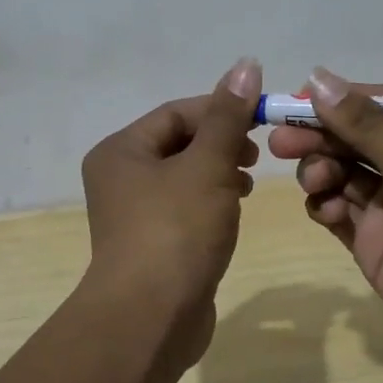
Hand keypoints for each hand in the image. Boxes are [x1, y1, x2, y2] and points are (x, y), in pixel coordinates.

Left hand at [80, 58, 263, 368]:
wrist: (150, 318)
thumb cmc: (177, 231)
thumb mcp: (208, 166)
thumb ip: (228, 117)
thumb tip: (246, 64)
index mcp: (121, 151)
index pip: (176, 113)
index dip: (221, 110)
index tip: (263, 119)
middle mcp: (119, 177)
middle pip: (178, 143)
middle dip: (221, 144)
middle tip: (256, 156)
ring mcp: (133, 214)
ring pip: (183, 177)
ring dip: (218, 173)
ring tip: (248, 184)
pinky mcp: (151, 244)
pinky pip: (184, 208)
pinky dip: (210, 202)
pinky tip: (234, 211)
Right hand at [267, 69, 382, 372]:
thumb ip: (366, 124)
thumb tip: (318, 77)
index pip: (382, 104)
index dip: (340, 100)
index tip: (298, 99)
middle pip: (354, 138)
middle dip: (318, 136)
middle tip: (280, 143)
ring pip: (340, 172)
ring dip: (320, 170)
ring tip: (316, 182)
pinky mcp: (373, 240)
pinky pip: (337, 210)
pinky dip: (325, 206)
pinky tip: (327, 210)